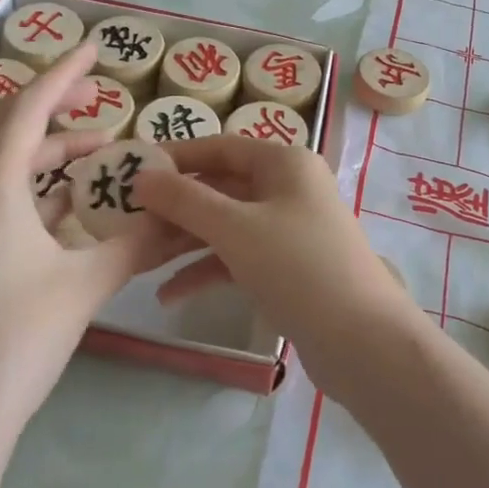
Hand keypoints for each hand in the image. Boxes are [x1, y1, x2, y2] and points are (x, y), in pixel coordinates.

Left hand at [0, 45, 196, 444]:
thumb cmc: (14, 340)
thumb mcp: (84, 284)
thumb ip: (136, 244)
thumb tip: (183, 217)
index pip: (27, 110)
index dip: (62, 75)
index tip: (93, 49)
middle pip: (4, 127)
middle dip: (49, 105)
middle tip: (95, 100)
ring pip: (0, 165)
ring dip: (44, 149)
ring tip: (95, 152)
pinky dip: (34, 187)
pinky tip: (68, 203)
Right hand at [135, 136, 426, 393]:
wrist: (362, 340)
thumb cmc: (298, 267)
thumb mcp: (235, 228)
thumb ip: (184, 200)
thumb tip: (141, 177)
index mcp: (284, 163)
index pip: (219, 147)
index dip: (175, 157)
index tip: (131, 172)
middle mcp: (287, 189)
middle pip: (219, 188)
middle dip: (174, 207)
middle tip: (126, 222)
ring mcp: (288, 230)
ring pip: (225, 226)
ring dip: (183, 242)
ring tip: (138, 260)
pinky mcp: (286, 268)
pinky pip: (237, 258)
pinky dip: (205, 271)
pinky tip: (168, 294)